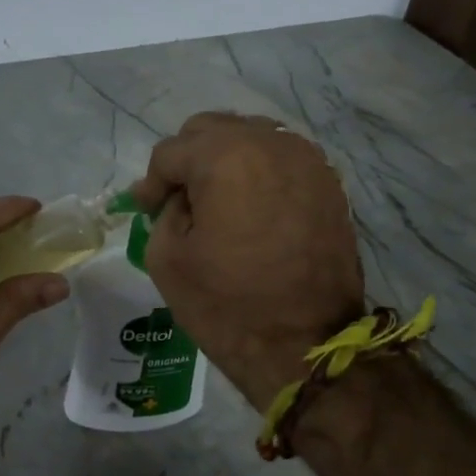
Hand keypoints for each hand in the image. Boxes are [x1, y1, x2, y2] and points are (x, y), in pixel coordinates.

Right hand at [130, 113, 365, 409]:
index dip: (152, 182)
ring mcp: (307, 161)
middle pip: (213, 130)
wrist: (305, 345)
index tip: (145, 209)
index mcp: (224, 157)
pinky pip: (282, 159)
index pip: (172, 152)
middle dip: (188, 159)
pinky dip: (259, 172)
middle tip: (177, 198)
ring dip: (225, 160)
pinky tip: (250, 205)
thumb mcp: (166, 258)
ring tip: (215, 199)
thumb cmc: (227, 305)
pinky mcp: (329, 184)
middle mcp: (270, 144)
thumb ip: (165, 212)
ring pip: (252, 137)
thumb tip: (181, 198)